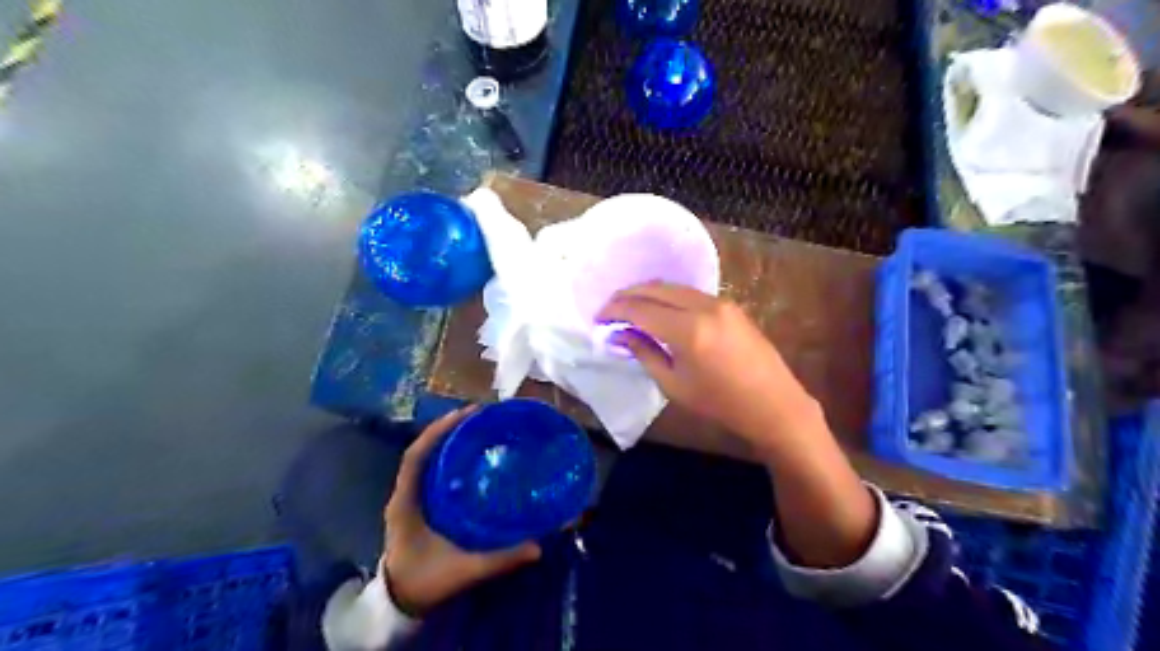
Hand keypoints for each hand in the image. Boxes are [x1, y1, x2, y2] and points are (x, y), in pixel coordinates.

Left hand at [385, 407, 541, 615]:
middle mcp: (404, 494)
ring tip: (476, 426)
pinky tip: (469, 454)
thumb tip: (537, 546)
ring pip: (426, 458)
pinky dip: (447, 456)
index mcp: (406, 503)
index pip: (416, 456)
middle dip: (447, 429)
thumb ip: (499, 560)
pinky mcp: (418, 504)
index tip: (465, 414)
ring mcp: (410, 498)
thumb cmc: (425, 582)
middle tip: (479, 416)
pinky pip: (431, 470)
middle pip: (422, 450)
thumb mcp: (463, 571)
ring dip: (447, 439)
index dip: (438, 432)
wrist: (399, 603)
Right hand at [604, 281, 875, 567]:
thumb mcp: (674, 385)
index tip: (598, 318)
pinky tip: (658, 310)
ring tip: (629, 308)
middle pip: (655, 289)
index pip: (640, 309)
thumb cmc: (720, 404)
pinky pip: (689, 293)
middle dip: (628, 296)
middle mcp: (704, 306)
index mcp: (688, 330)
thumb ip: (644, 353)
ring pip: (673, 287)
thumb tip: (620, 334)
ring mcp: (720, 302)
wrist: (774, 404)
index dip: (615, 311)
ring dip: (648, 293)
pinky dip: (667, 297)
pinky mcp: (729, 305)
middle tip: (609, 309)